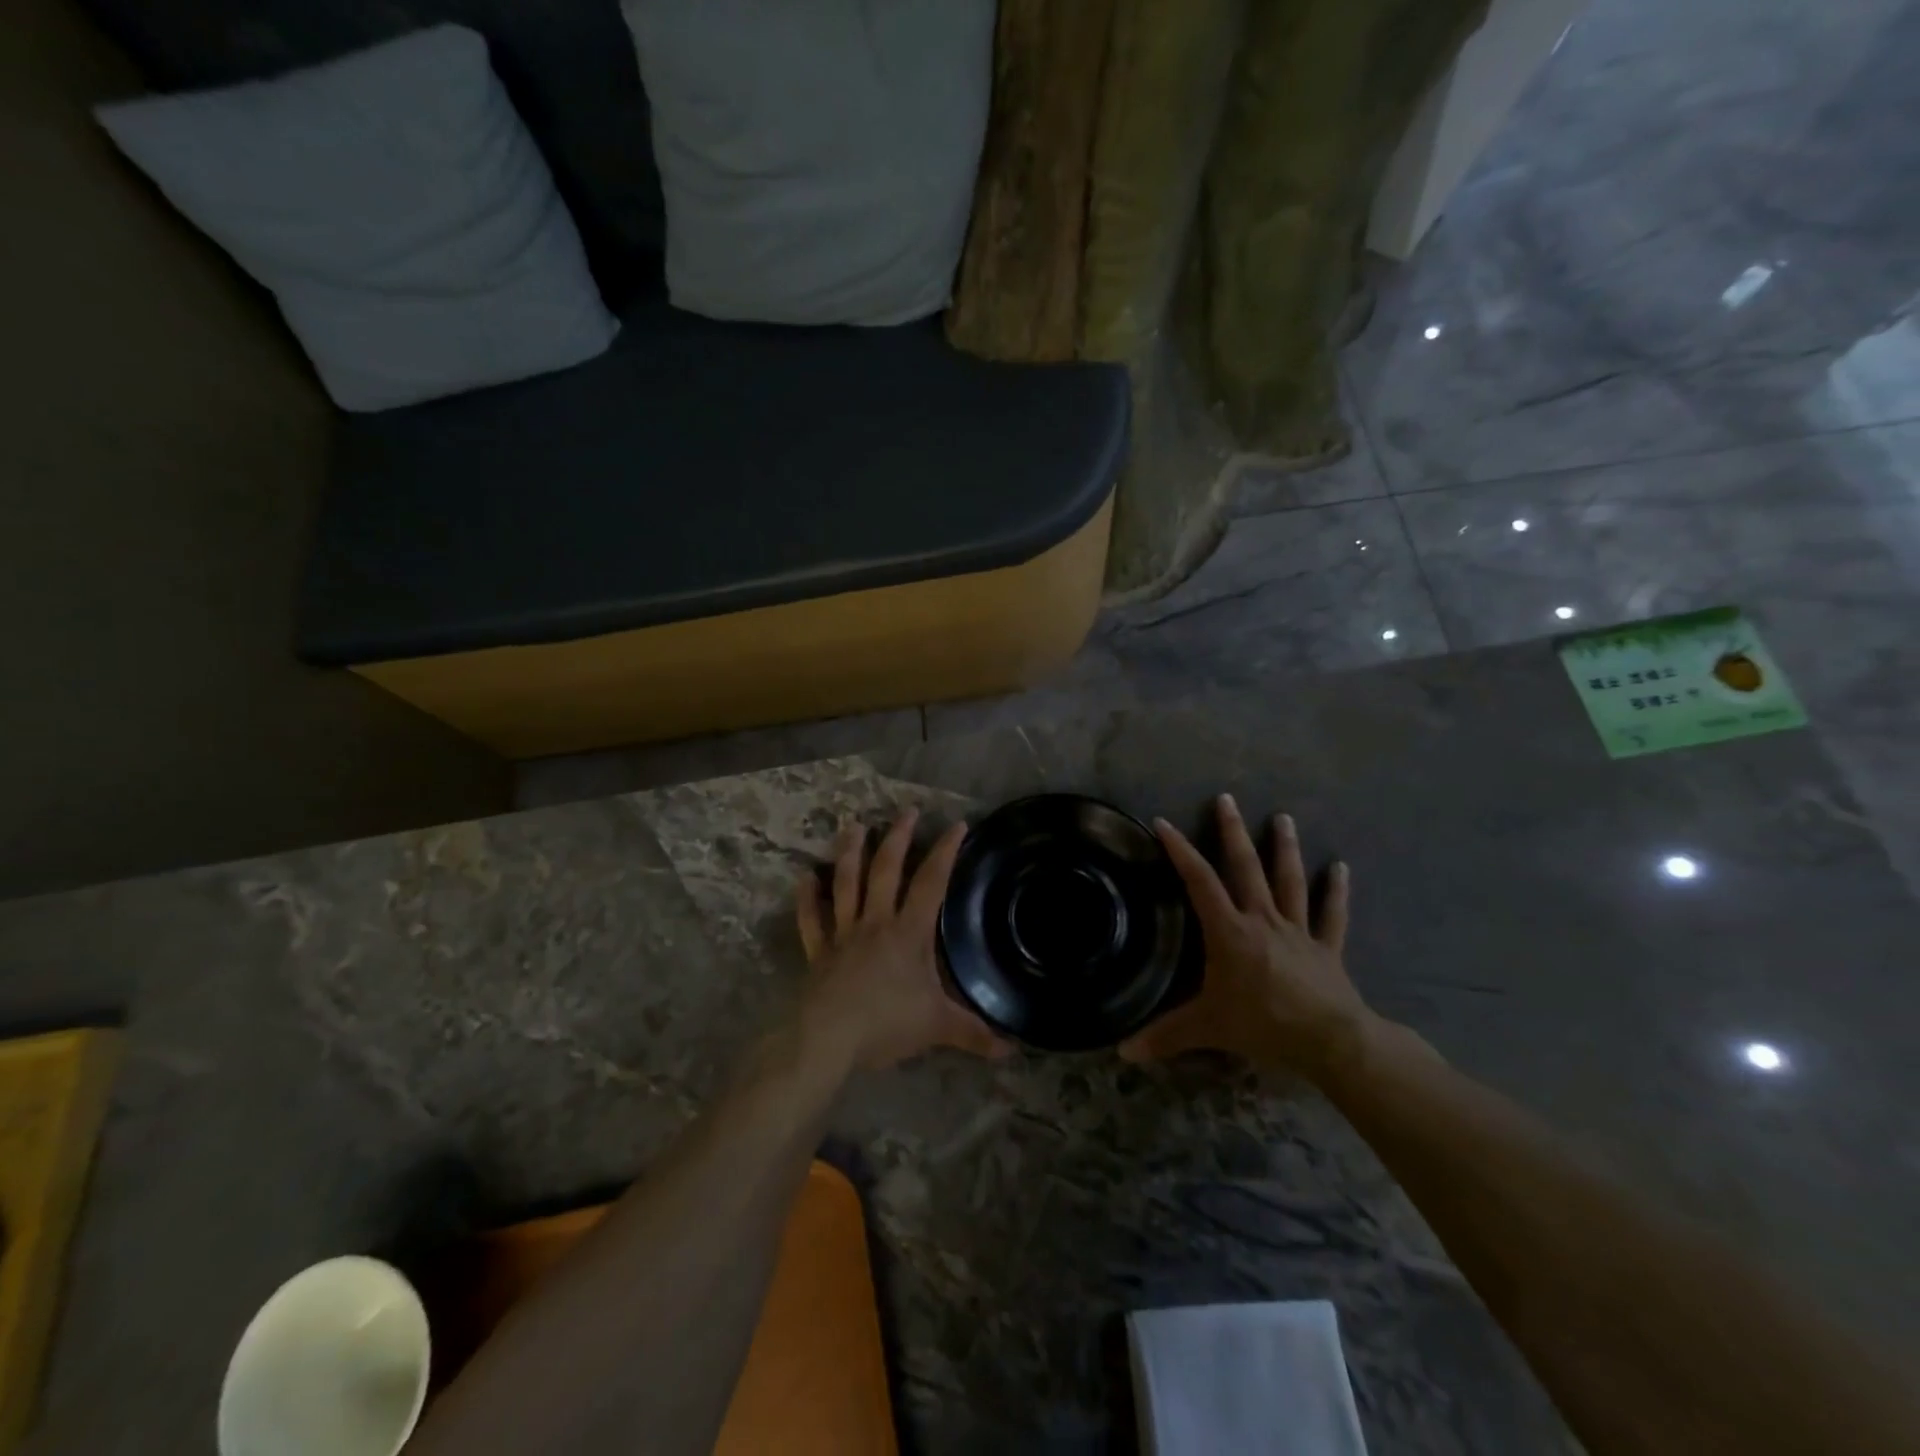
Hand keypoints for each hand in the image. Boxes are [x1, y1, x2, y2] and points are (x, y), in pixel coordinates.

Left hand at [797, 810, 1010, 1069]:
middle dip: (898, 838)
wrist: (828, 1039)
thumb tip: (1012, 1049)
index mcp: (908, 933)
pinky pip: (811, 920)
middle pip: (886, 871)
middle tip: (905, 811)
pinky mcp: (818, 952)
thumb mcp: (938, 1027)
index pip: (931, 883)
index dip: (946, 852)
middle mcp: (875, 923)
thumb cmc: (886, 1024)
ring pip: (846, 884)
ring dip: (850, 852)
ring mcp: (843, 934)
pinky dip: (807, 898)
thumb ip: (974, 1034)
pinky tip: (805, 877)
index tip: (956, 825)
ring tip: (853, 825)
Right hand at [1120, 795, 1373, 1078]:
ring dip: (1285, 848)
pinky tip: (1341, 867)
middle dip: (1233, 832)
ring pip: (1289, 880)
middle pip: (1245, 868)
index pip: (1199, 881)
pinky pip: (1332, 914)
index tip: (1164, 823)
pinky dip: (1336, 891)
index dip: (1180, 851)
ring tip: (1283, 818)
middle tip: (1227, 799)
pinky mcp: (1326, 947)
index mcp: (1230, 930)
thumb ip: (1165, 1036)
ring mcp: (1298, 930)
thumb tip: (1121, 1051)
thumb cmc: (1264, 1024)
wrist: (1331, 1041)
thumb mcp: (1207, 1028)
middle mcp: (1262, 919)